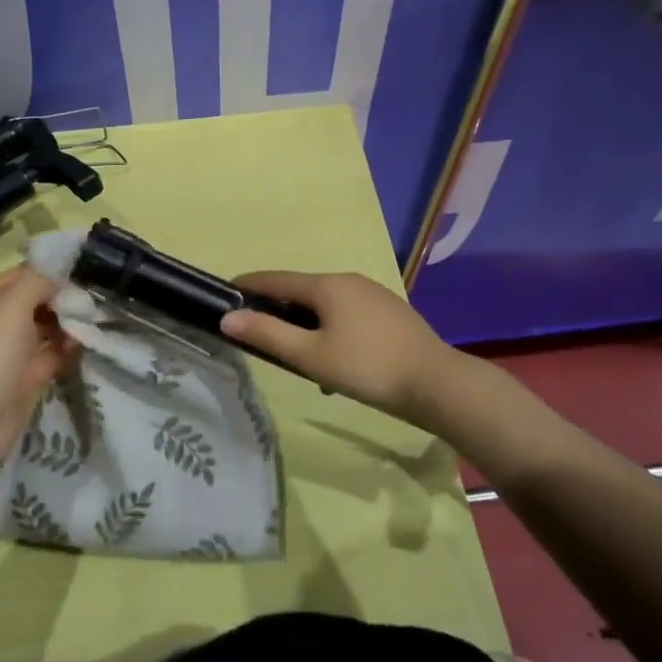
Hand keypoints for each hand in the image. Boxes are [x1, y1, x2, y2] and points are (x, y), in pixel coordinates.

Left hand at [0, 265, 79, 477]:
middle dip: (64, 297)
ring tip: (97, 317)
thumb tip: (61, 262)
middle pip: (37, 301)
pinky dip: (69, 349)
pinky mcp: (27, 378)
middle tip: (96, 293)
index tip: (84, 265)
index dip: (50, 268)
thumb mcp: (12, 307)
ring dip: (70, 323)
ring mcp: (12, 353)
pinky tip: (87, 344)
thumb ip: (38, 280)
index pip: (22, 274)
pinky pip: (53, 355)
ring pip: (47, 328)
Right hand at [221, 271, 455, 427]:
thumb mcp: (311, 356)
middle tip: (260, 336)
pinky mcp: (389, 312)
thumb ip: (269, 335)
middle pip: (302, 291)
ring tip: (301, 361)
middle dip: (279, 311)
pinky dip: (332, 332)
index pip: (276, 278)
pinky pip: (348, 316)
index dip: (248, 286)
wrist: (436, 383)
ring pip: (327, 307)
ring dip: (308, 327)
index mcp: (327, 285)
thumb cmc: (367, 367)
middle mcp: (349, 280)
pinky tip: (338, 366)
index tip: (225, 294)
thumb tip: (228, 318)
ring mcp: (373, 294)